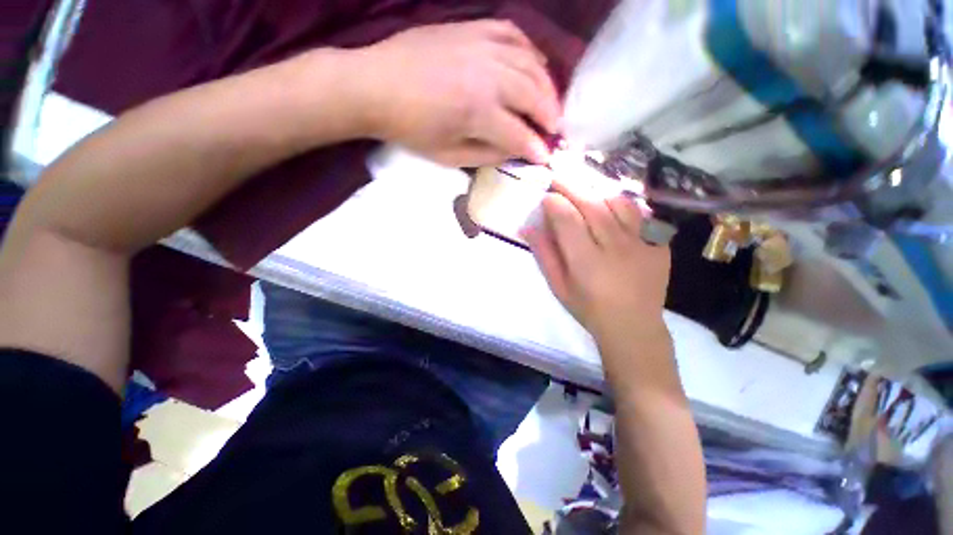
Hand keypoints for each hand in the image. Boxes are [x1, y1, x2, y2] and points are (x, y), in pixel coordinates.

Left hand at [357, 20, 559, 166]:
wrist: (375, 85)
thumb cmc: (411, 129)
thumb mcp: (448, 156)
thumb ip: (486, 155)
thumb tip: (514, 152)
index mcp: (478, 112)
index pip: (519, 134)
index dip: (536, 149)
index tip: (546, 158)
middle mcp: (488, 75)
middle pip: (533, 95)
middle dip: (550, 116)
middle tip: (557, 130)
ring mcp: (481, 45)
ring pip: (531, 63)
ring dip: (547, 86)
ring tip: (551, 103)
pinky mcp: (472, 28)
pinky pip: (513, 34)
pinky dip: (530, 50)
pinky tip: (535, 64)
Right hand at [522, 180, 671, 345]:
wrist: (633, 327)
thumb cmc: (588, 309)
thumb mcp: (559, 286)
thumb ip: (545, 255)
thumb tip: (528, 227)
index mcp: (585, 261)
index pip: (567, 219)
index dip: (554, 202)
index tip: (546, 197)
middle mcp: (614, 247)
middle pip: (591, 204)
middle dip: (572, 185)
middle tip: (559, 173)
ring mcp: (641, 244)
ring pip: (618, 203)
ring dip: (598, 190)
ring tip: (585, 186)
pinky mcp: (658, 244)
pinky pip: (640, 215)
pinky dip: (623, 205)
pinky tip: (611, 205)